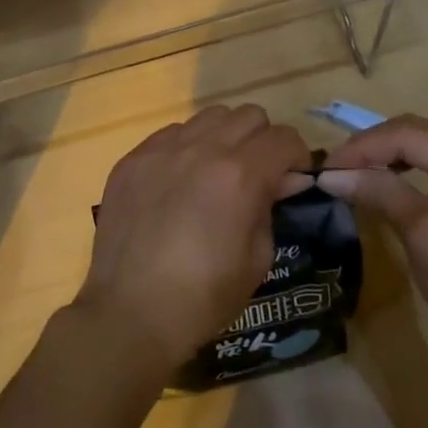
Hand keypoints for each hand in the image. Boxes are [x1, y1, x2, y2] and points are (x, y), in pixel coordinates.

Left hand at [78, 105, 311, 377]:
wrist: (131, 311)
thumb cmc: (203, 296)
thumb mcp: (258, 258)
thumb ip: (271, 207)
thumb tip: (281, 181)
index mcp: (240, 175)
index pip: (284, 138)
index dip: (296, 157)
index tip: (292, 179)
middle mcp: (202, 149)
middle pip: (248, 116)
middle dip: (262, 141)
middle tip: (257, 174)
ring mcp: (162, 150)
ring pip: (208, 117)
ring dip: (224, 137)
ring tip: (216, 172)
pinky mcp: (132, 159)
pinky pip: (170, 134)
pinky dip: (186, 147)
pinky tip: (178, 181)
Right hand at [317, 115, 427, 369]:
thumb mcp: (423, 234)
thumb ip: (379, 192)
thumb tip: (330, 174)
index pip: (407, 133)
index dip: (361, 146)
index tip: (324, 169)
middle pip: (418, 133)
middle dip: (372, 147)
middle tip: (334, 171)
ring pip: (427, 148)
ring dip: (387, 157)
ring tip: (352, 175)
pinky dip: (408, 172)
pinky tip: (386, 184)